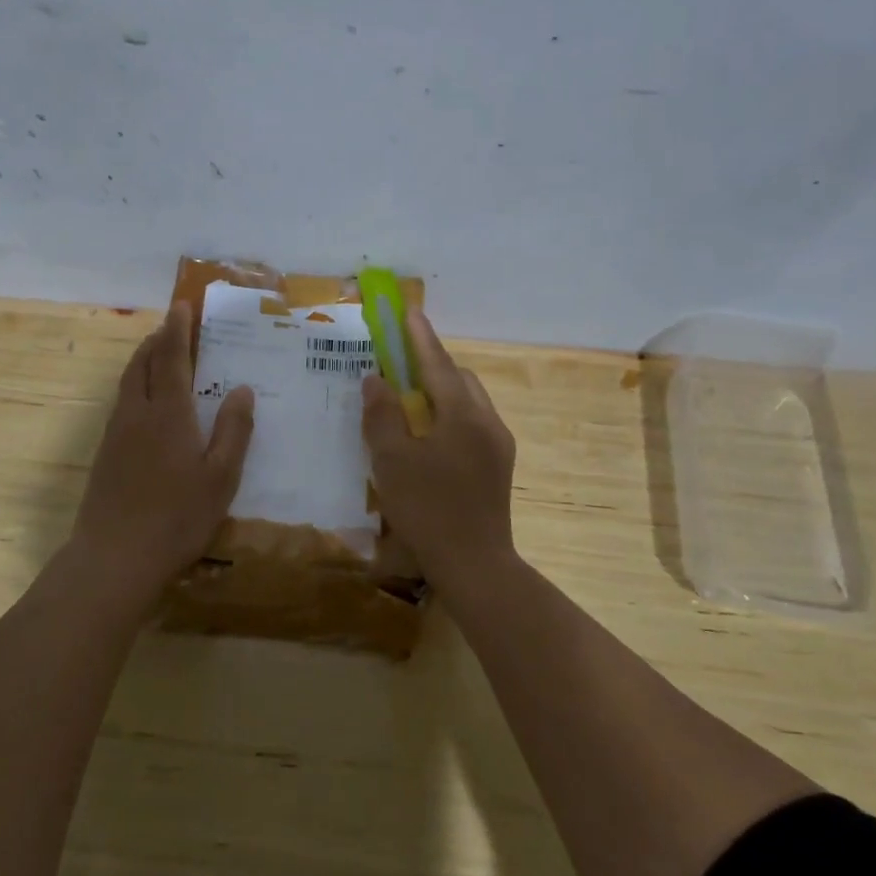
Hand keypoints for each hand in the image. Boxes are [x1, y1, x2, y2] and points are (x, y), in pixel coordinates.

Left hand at [69, 302, 254, 598]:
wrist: (114, 557)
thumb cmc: (177, 517)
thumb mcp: (221, 477)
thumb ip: (234, 430)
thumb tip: (242, 388)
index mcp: (169, 413)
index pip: (170, 357)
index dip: (177, 329)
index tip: (181, 305)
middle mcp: (137, 413)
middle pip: (141, 363)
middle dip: (157, 339)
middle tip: (172, 326)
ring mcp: (116, 433)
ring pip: (127, 382)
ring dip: (142, 360)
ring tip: (158, 355)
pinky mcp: (104, 454)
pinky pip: (121, 403)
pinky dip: (135, 386)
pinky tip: (146, 404)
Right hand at [363, 310, 517, 591]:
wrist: (475, 565)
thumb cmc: (428, 509)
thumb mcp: (392, 461)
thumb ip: (382, 415)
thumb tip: (376, 380)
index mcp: (463, 414)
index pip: (437, 363)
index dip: (419, 336)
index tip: (408, 310)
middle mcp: (488, 421)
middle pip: (458, 378)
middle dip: (431, 365)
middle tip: (400, 365)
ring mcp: (498, 444)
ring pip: (468, 402)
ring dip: (441, 392)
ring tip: (411, 402)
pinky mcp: (499, 465)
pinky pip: (473, 423)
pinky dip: (450, 415)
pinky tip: (429, 436)